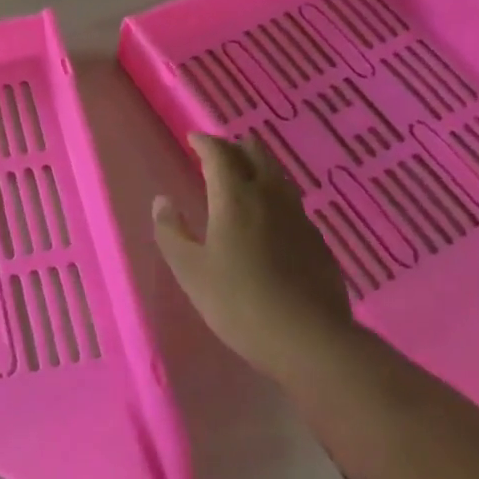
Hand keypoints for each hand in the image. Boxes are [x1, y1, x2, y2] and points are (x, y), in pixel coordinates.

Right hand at [153, 132, 355, 381]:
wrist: (310, 340)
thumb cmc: (239, 302)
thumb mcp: (191, 271)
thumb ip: (171, 232)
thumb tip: (162, 201)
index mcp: (235, 197)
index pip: (219, 154)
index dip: (205, 142)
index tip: (193, 139)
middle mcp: (269, 196)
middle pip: (255, 155)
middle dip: (235, 147)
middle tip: (218, 154)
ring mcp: (298, 217)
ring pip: (278, 176)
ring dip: (258, 167)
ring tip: (244, 177)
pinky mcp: (317, 241)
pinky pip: (292, 203)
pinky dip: (275, 196)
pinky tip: (270, 218)